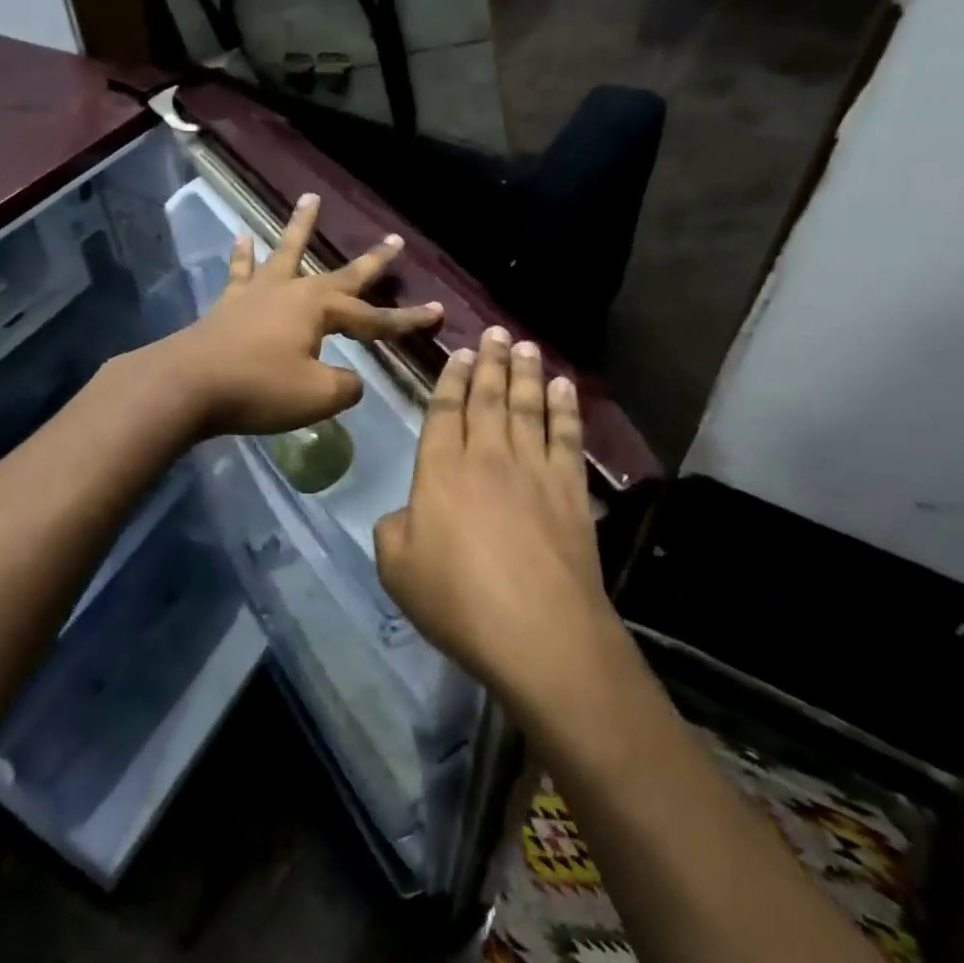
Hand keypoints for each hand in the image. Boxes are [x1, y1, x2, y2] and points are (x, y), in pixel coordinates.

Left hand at [158, 193, 443, 438]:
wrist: (187, 386)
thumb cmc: (258, 388)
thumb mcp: (317, 395)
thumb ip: (345, 386)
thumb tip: (350, 380)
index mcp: (319, 309)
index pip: (375, 317)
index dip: (408, 320)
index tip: (439, 313)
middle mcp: (292, 291)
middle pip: (340, 274)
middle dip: (371, 261)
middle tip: (394, 239)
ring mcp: (257, 294)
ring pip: (286, 253)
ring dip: (300, 226)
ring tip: (309, 197)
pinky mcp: (228, 306)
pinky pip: (240, 272)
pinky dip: (242, 255)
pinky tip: (242, 236)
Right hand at [374, 329, 612, 705]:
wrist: (539, 630)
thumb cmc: (458, 601)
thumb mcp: (397, 571)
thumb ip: (393, 531)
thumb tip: (406, 514)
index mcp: (440, 472)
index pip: (444, 412)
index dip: (451, 379)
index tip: (459, 353)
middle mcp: (487, 458)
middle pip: (488, 399)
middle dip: (489, 362)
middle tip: (494, 332)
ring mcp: (534, 470)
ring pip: (528, 408)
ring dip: (525, 373)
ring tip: (524, 345)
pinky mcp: (570, 491)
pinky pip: (567, 436)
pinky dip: (566, 408)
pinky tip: (564, 388)